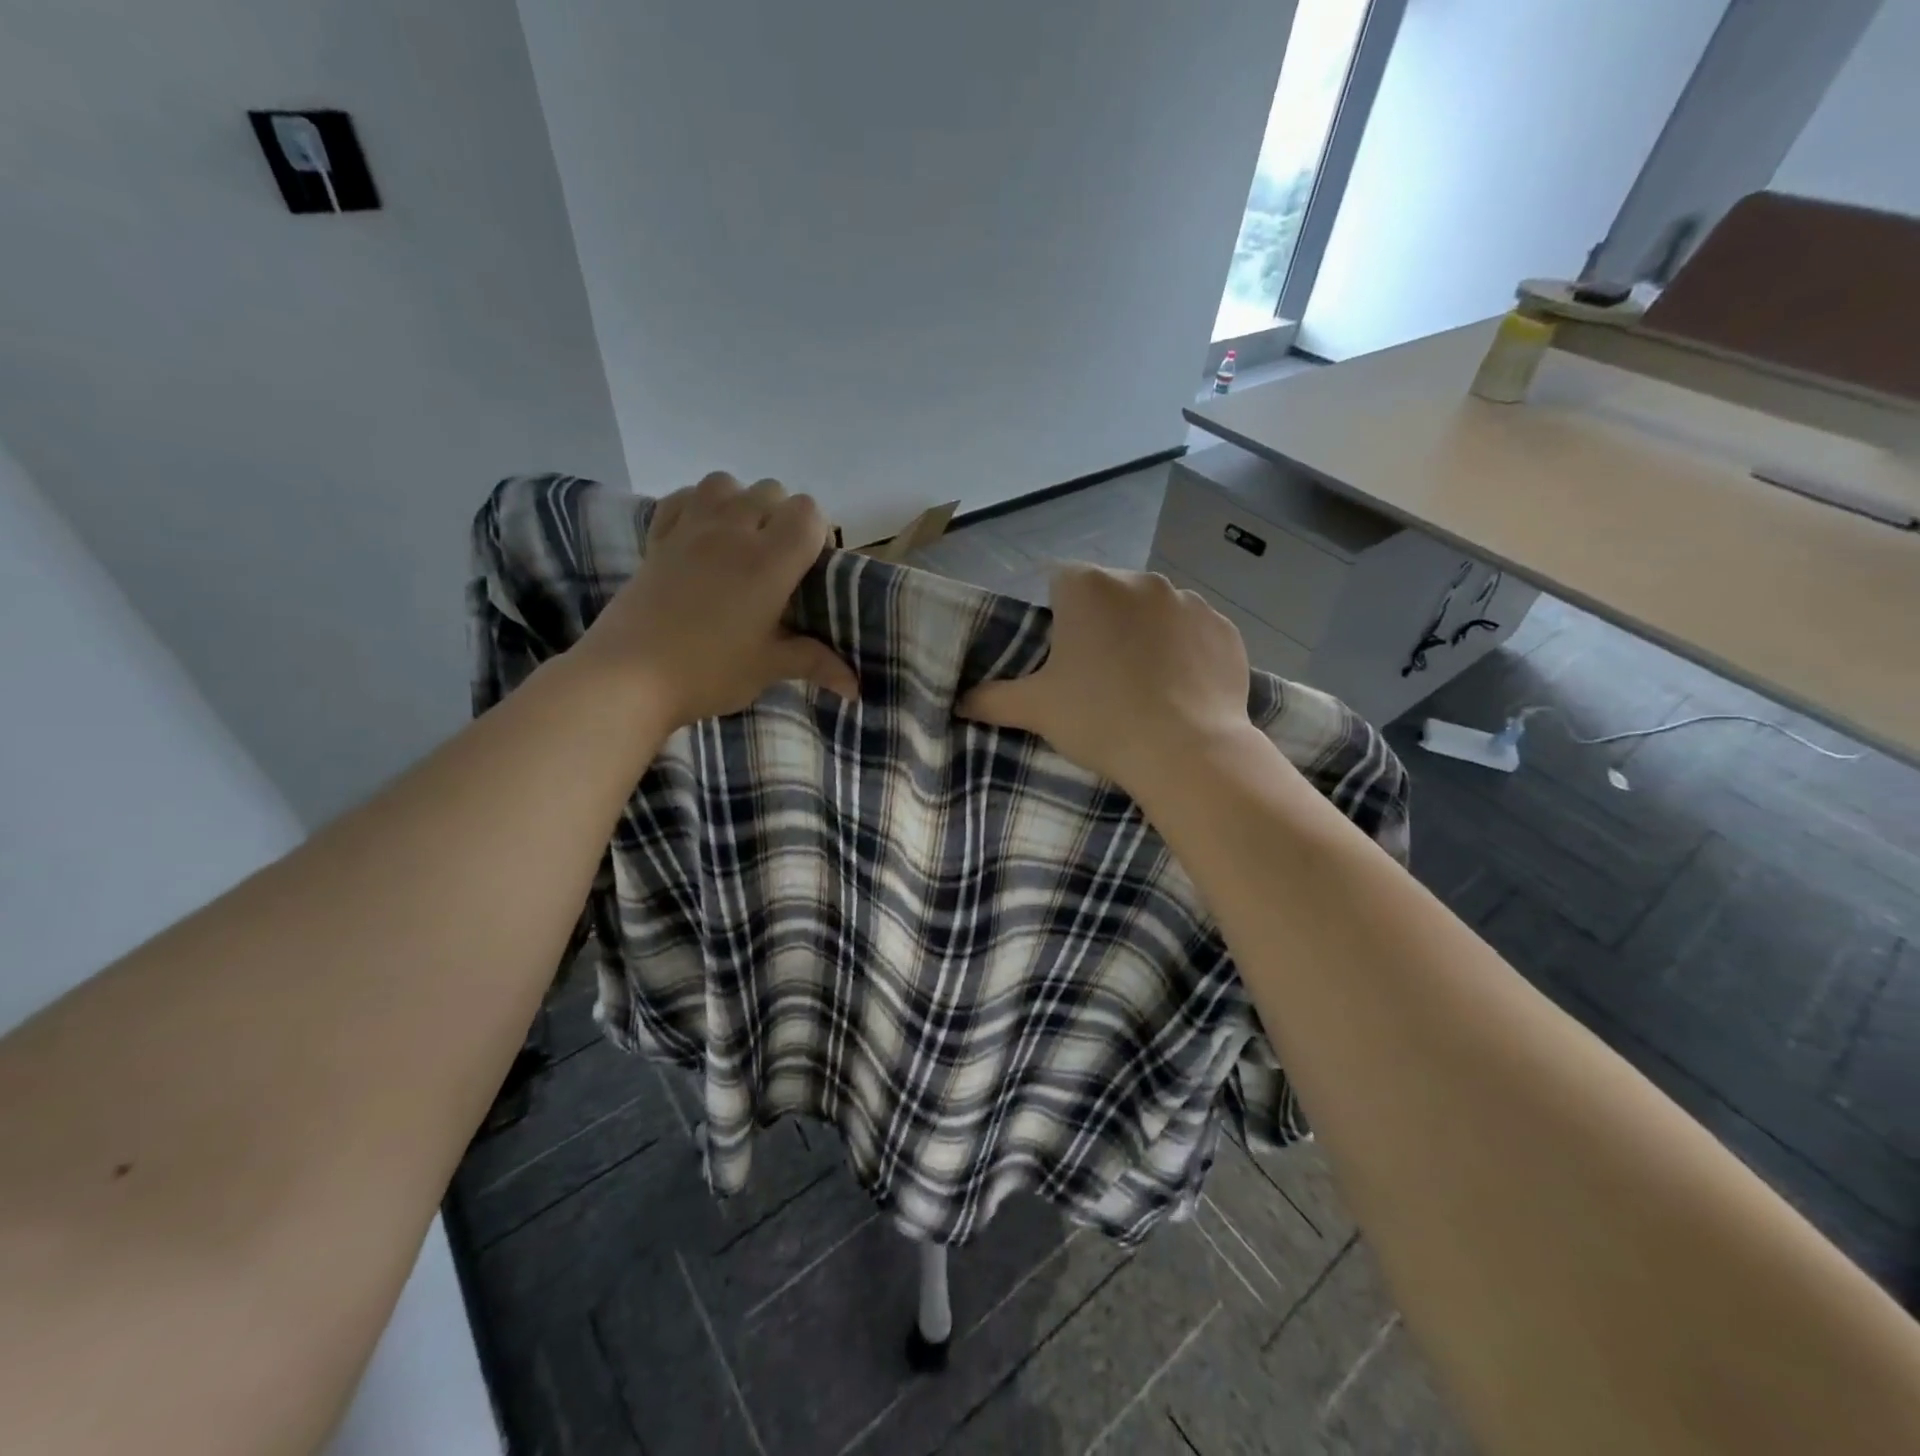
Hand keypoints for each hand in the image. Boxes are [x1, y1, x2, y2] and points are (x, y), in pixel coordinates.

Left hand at [572, 473, 856, 728]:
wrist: (628, 677)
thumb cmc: (708, 671)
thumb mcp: (767, 668)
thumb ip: (814, 663)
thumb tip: (855, 689)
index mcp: (768, 560)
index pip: (808, 511)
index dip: (817, 532)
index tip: (811, 567)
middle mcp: (732, 531)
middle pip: (771, 490)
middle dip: (783, 517)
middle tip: (779, 564)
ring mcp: (690, 529)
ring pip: (726, 483)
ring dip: (742, 503)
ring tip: (741, 543)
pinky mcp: (657, 538)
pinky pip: (683, 497)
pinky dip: (699, 505)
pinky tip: (702, 536)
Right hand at [958, 565, 1255, 795]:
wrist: (1186, 752)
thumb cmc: (1100, 719)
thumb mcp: (1036, 710)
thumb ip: (991, 699)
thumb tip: (958, 701)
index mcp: (1089, 587)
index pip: (1061, 581)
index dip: (1058, 615)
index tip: (1063, 655)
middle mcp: (1141, 579)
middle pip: (1111, 594)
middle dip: (1103, 623)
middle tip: (1100, 675)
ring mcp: (1190, 601)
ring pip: (1155, 611)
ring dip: (1146, 635)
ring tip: (1145, 685)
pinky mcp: (1225, 628)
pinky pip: (1195, 633)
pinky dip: (1186, 652)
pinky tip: (1181, 689)